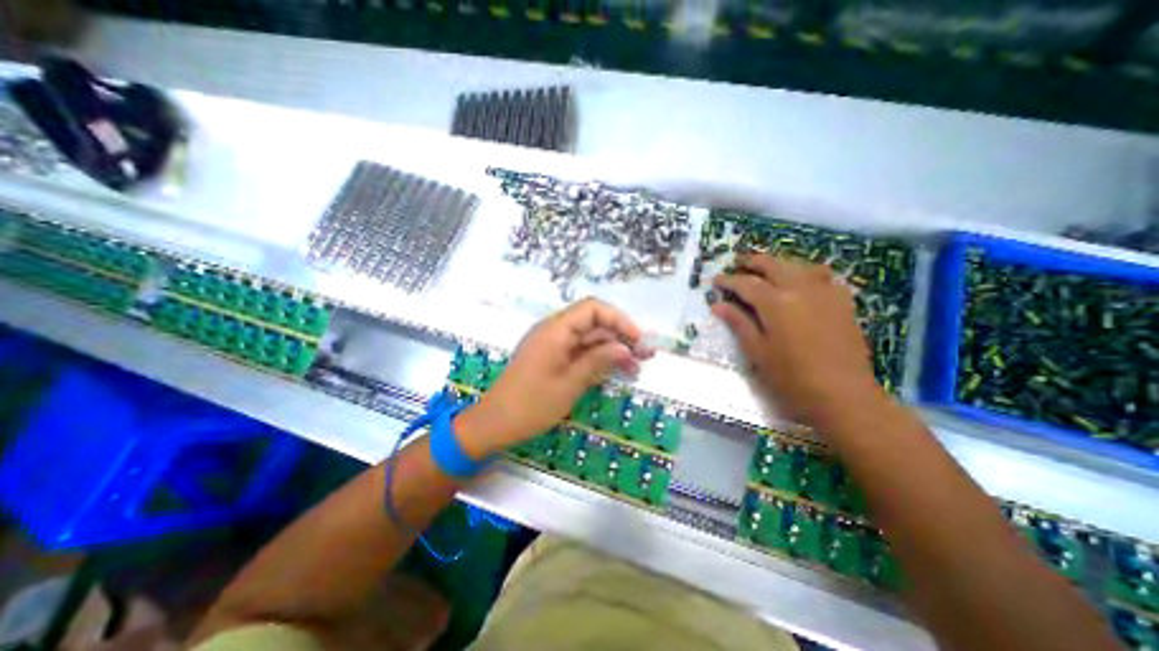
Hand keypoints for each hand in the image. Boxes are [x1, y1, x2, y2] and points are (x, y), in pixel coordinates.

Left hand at [454, 298, 650, 457]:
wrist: (495, 423)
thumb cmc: (531, 405)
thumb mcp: (570, 384)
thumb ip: (598, 361)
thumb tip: (625, 348)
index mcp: (556, 330)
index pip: (593, 308)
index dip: (619, 320)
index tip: (638, 339)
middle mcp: (554, 331)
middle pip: (593, 324)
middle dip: (621, 337)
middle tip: (645, 356)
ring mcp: (553, 345)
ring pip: (589, 339)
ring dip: (612, 350)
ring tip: (636, 368)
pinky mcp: (552, 358)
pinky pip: (579, 352)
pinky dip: (598, 359)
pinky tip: (615, 371)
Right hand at [711, 253, 883, 427]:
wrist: (844, 396)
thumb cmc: (791, 378)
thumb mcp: (757, 352)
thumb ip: (738, 323)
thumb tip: (717, 305)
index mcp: (776, 303)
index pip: (746, 283)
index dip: (728, 280)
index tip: (716, 280)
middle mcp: (801, 289)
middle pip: (773, 264)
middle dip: (752, 262)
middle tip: (738, 265)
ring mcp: (825, 293)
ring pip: (797, 265)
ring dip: (778, 264)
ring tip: (765, 271)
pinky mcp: (842, 302)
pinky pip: (822, 276)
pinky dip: (805, 273)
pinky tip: (800, 283)